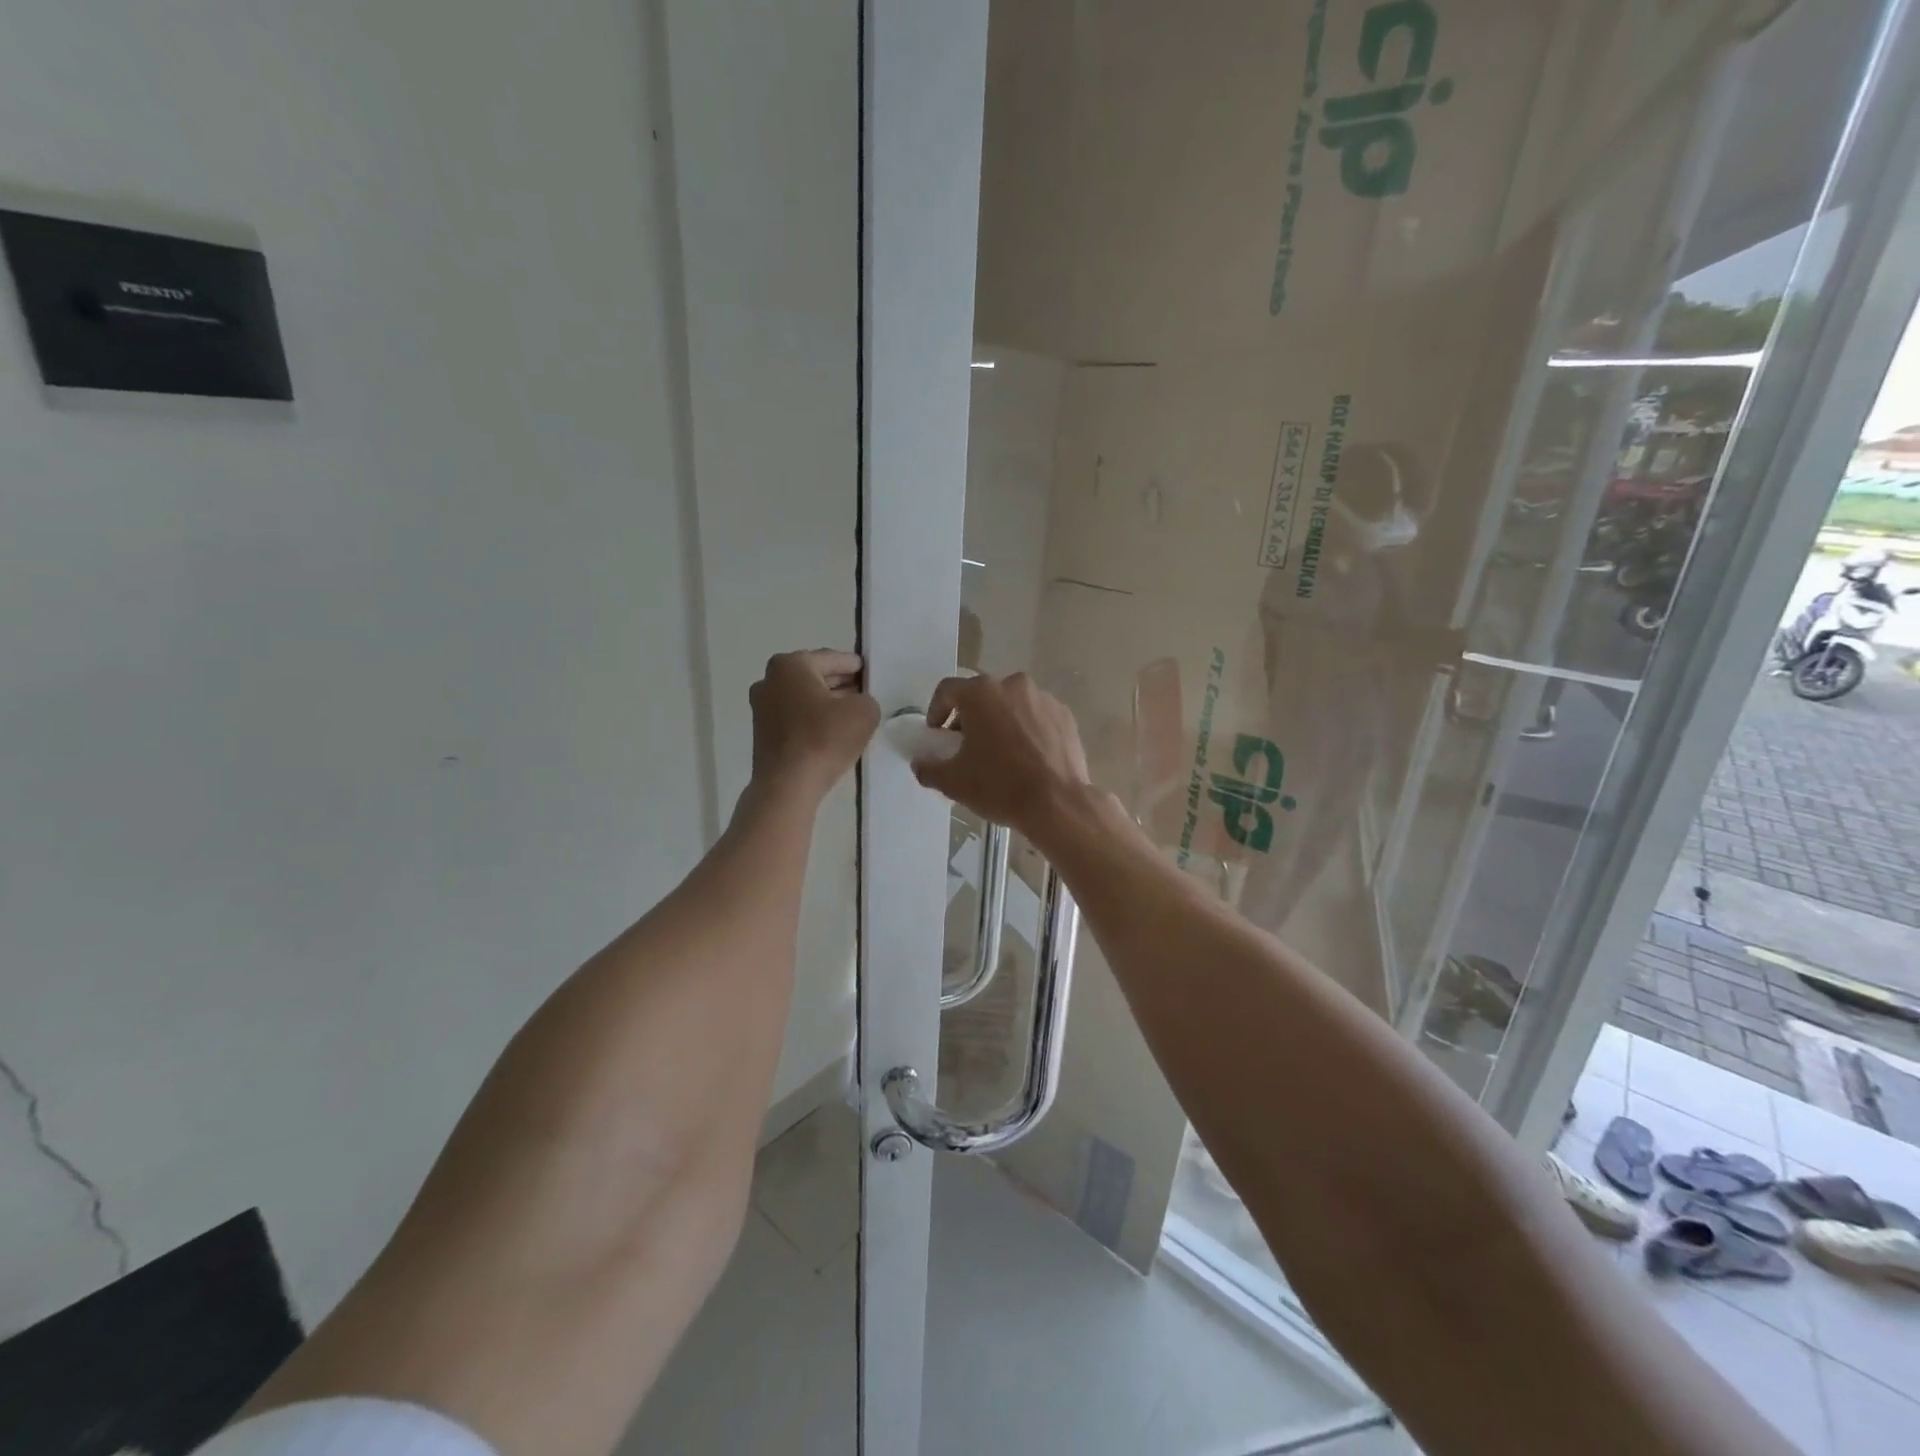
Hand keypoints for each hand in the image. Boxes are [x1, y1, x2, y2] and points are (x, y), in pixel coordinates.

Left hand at [749, 650, 880, 798]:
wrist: (788, 785)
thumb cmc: (824, 739)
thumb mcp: (864, 712)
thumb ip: (867, 698)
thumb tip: (857, 703)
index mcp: (791, 665)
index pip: (832, 658)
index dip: (855, 666)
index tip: (871, 673)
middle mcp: (770, 679)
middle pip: (814, 676)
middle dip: (840, 683)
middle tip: (865, 693)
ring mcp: (761, 707)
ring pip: (804, 697)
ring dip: (826, 703)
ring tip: (852, 714)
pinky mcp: (762, 732)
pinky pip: (795, 717)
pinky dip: (813, 719)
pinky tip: (832, 732)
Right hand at [911, 673, 1091, 840]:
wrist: (1057, 803)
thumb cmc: (999, 786)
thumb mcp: (953, 782)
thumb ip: (929, 768)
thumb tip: (920, 763)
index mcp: (981, 693)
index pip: (947, 690)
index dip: (936, 710)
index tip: (937, 734)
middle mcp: (1013, 685)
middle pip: (982, 695)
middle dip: (970, 717)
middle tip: (966, 745)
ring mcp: (1043, 698)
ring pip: (1011, 704)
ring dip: (1000, 721)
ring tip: (999, 753)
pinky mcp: (1065, 715)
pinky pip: (1036, 716)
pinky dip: (1027, 729)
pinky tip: (1027, 757)